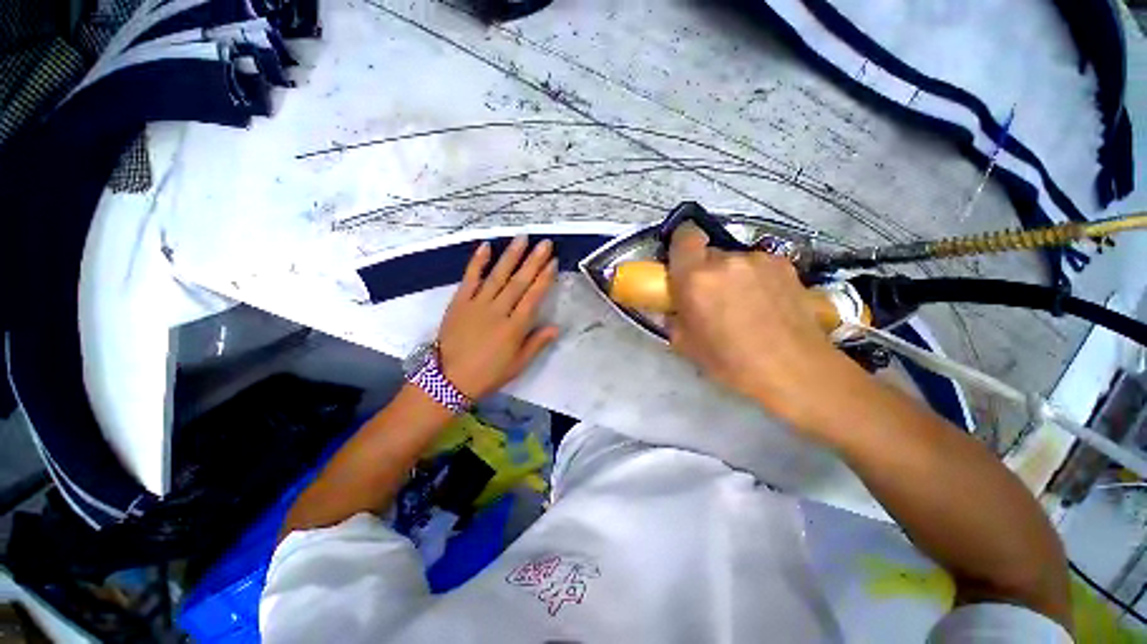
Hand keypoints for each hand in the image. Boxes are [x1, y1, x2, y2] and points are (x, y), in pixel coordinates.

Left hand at [437, 237, 559, 399]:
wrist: (448, 380)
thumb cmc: (488, 374)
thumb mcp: (518, 365)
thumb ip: (536, 344)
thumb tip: (556, 327)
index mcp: (515, 327)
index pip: (534, 297)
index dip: (545, 278)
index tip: (554, 262)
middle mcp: (498, 311)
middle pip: (519, 282)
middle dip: (534, 261)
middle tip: (545, 243)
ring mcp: (477, 304)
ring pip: (498, 275)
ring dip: (511, 256)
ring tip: (522, 238)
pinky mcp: (459, 302)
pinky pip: (470, 278)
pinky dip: (477, 262)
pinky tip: (486, 246)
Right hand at [667, 223, 856, 426]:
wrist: (794, 368)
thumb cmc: (731, 360)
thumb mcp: (686, 344)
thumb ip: (671, 318)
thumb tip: (667, 308)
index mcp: (695, 278)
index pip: (684, 236)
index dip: (681, 244)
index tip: (681, 263)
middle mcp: (726, 260)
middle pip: (708, 252)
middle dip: (705, 270)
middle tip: (711, 296)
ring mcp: (758, 260)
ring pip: (734, 260)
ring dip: (731, 275)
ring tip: (743, 303)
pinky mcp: (784, 264)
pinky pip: (757, 265)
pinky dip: (755, 278)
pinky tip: (766, 303)